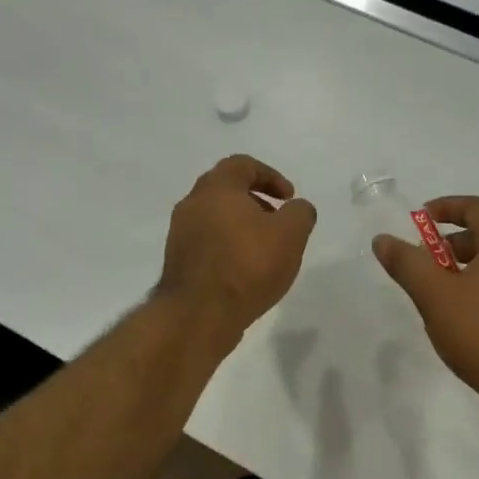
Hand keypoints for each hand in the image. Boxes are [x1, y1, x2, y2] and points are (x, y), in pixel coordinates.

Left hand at [158, 155, 316, 349]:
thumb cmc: (248, 265)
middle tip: (277, 222)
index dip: (271, 176)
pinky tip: (244, 271)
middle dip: (255, 202)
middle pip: (226, 190)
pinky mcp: (178, 262)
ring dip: (240, 227)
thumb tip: (297, 208)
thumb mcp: (291, 235)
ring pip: (215, 218)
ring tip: (263, 251)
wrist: (200, 314)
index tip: (288, 199)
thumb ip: (300, 213)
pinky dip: (227, 248)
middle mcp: (192, 204)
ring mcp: (180, 234)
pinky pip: (207, 244)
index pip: (242, 165)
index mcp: (216, 188)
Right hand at [373, 195, 478, 408]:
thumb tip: (382, 240)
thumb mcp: (435, 297)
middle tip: (428, 261)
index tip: (421, 219)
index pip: (478, 208)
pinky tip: (470, 315)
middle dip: (455, 242)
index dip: (447, 207)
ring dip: (471, 265)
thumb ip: (407, 264)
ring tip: (444, 291)